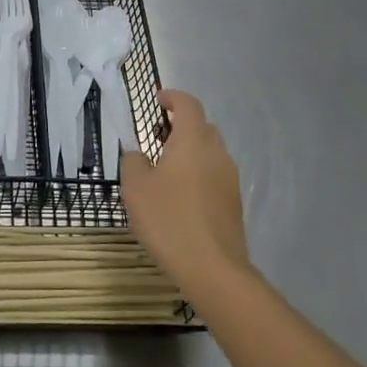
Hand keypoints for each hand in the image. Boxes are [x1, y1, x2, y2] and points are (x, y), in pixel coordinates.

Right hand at [120, 90, 253, 296]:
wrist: (212, 268)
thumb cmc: (168, 219)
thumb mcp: (136, 187)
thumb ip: (133, 161)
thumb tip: (138, 153)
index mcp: (192, 142)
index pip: (189, 105)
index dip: (173, 97)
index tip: (158, 99)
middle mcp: (217, 154)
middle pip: (202, 127)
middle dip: (181, 125)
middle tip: (156, 136)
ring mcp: (230, 179)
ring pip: (210, 153)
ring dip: (190, 151)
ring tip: (165, 168)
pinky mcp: (234, 203)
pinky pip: (214, 175)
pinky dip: (198, 174)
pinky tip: (179, 196)